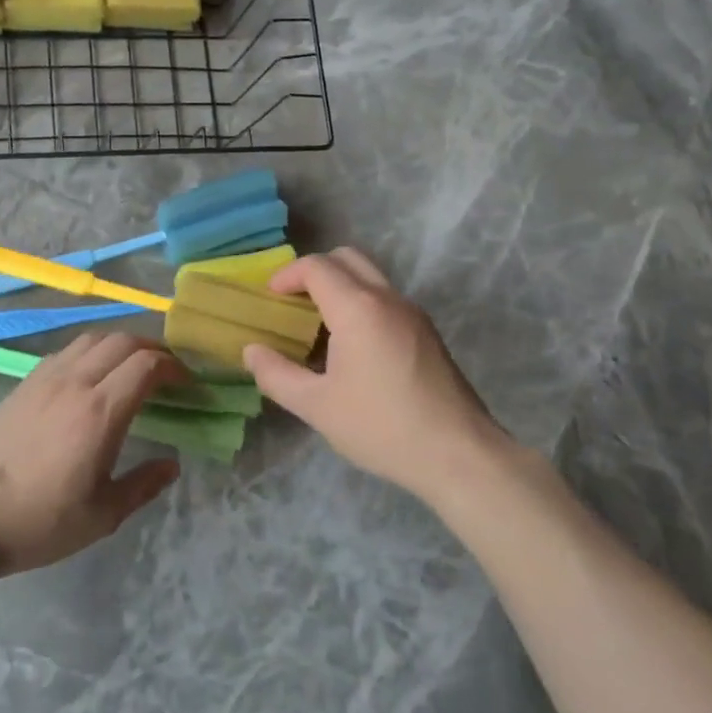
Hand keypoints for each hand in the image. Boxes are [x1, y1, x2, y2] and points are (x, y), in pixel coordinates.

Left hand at [0, 333, 187, 573]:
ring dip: (120, 345)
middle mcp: (74, 383)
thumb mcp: (102, 515)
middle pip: (122, 341)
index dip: (173, 367)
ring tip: (131, 369)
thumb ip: (143, 485)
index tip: (187, 384)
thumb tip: (172, 465)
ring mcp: (44, 379)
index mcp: (99, 412)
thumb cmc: (40, 521)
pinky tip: (90, 378)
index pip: (146, 365)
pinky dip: (90, 353)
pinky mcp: (23, 384)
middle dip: (152, 349)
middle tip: (166, 372)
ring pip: (91, 339)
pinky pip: (66, 352)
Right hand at [243, 249, 524, 505]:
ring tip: (317, 326)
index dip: (287, 275)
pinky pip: (386, 299)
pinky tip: (350, 347)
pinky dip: (361, 303)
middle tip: (292, 303)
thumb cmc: (382, 427)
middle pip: (346, 258)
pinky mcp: (427, 332)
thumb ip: (277, 375)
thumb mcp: (317, 407)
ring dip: (339, 287)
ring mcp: (413, 314)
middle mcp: (388, 299)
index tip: (270, 298)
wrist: (459, 454)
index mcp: (358, 309)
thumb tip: (252, 352)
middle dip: (314, 271)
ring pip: (370, 277)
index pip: (317, 266)